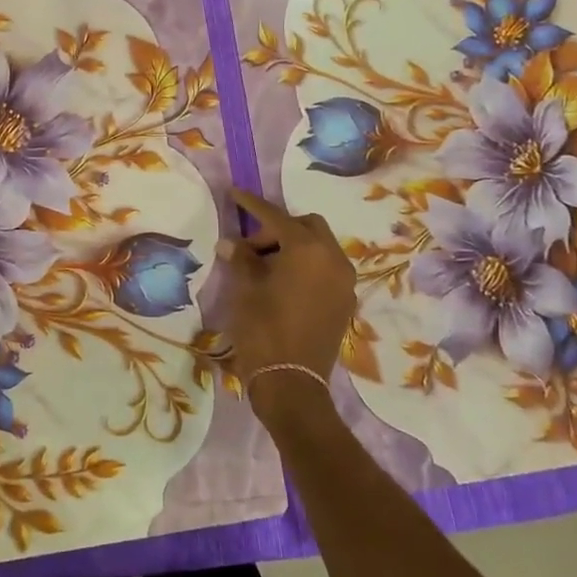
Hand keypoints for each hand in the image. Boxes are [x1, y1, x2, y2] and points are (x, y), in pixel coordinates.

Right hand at [218, 188, 356, 425]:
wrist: (291, 383)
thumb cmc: (263, 330)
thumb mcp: (246, 290)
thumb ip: (242, 260)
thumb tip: (231, 243)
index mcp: (307, 249)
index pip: (276, 217)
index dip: (252, 204)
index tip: (235, 193)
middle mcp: (333, 258)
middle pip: (307, 226)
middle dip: (278, 229)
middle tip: (251, 248)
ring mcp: (344, 282)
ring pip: (320, 248)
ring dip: (294, 248)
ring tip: (265, 268)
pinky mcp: (345, 302)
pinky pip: (327, 270)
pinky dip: (307, 267)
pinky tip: (284, 284)